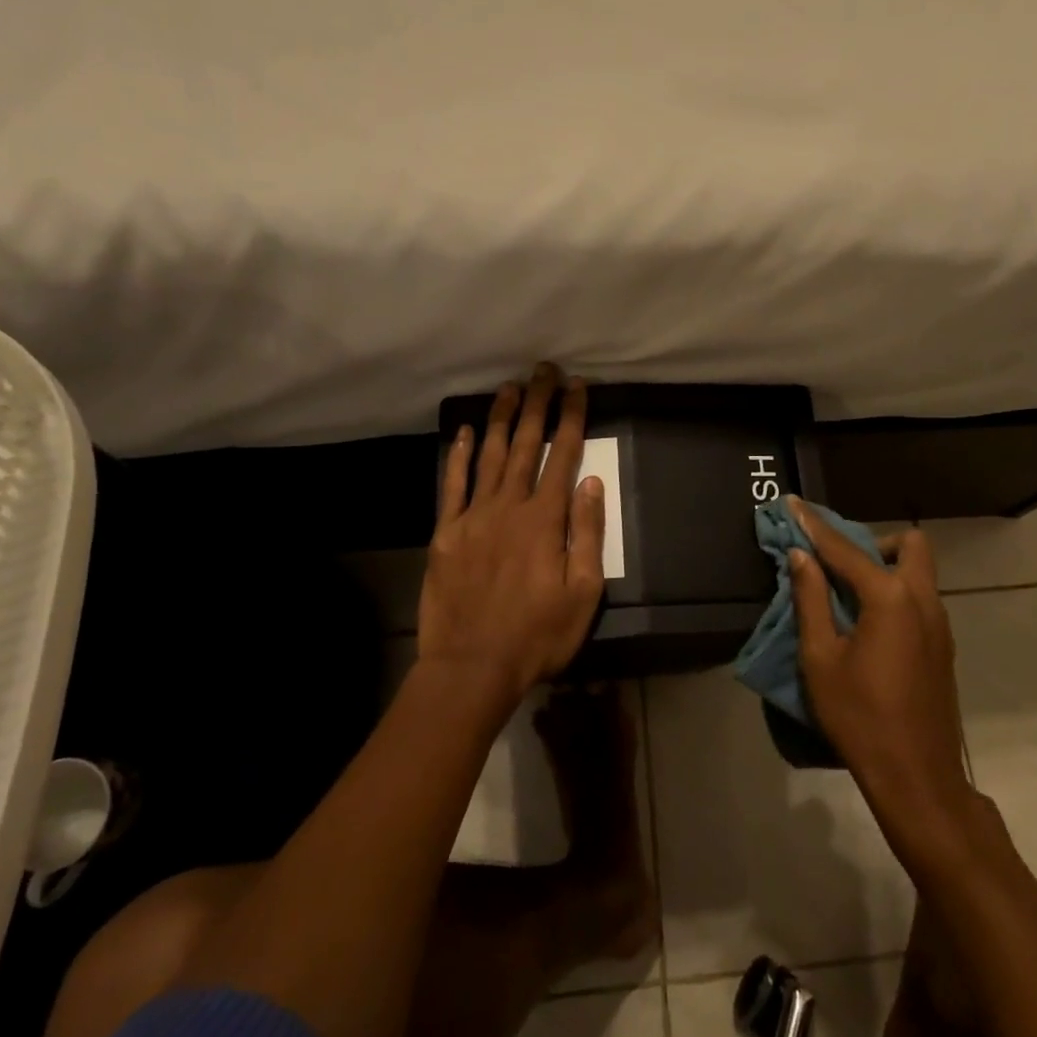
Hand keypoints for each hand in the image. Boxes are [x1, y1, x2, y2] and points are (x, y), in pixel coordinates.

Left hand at [417, 365, 606, 705]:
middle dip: (538, 404)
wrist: (471, 666)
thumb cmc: (537, 635)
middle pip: (526, 445)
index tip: (578, 387)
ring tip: (510, 387)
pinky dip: (458, 456)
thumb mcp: (583, 593)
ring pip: (490, 455)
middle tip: (544, 370)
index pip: (563, 455)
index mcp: (545, 520)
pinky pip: (452, 485)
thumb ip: (587, 534)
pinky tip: (464, 432)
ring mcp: (473, 517)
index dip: (572, 417)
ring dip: (501, 418)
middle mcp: (509, 507)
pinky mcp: (445, 533)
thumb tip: (591, 482)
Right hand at [788, 501, 970, 826]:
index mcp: (890, 598)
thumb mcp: (821, 658)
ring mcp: (939, 624)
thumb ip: (811, 600)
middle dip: (872, 541)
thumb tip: (802, 558)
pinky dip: (895, 592)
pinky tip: (867, 624)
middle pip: (908, 545)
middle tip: (838, 564)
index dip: (814, 526)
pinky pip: (920, 598)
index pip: (845, 549)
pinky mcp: (942, 646)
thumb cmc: (860, 716)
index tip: (792, 504)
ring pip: (918, 572)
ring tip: (846, 594)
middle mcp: (923, 600)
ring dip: (885, 567)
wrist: (917, 777)